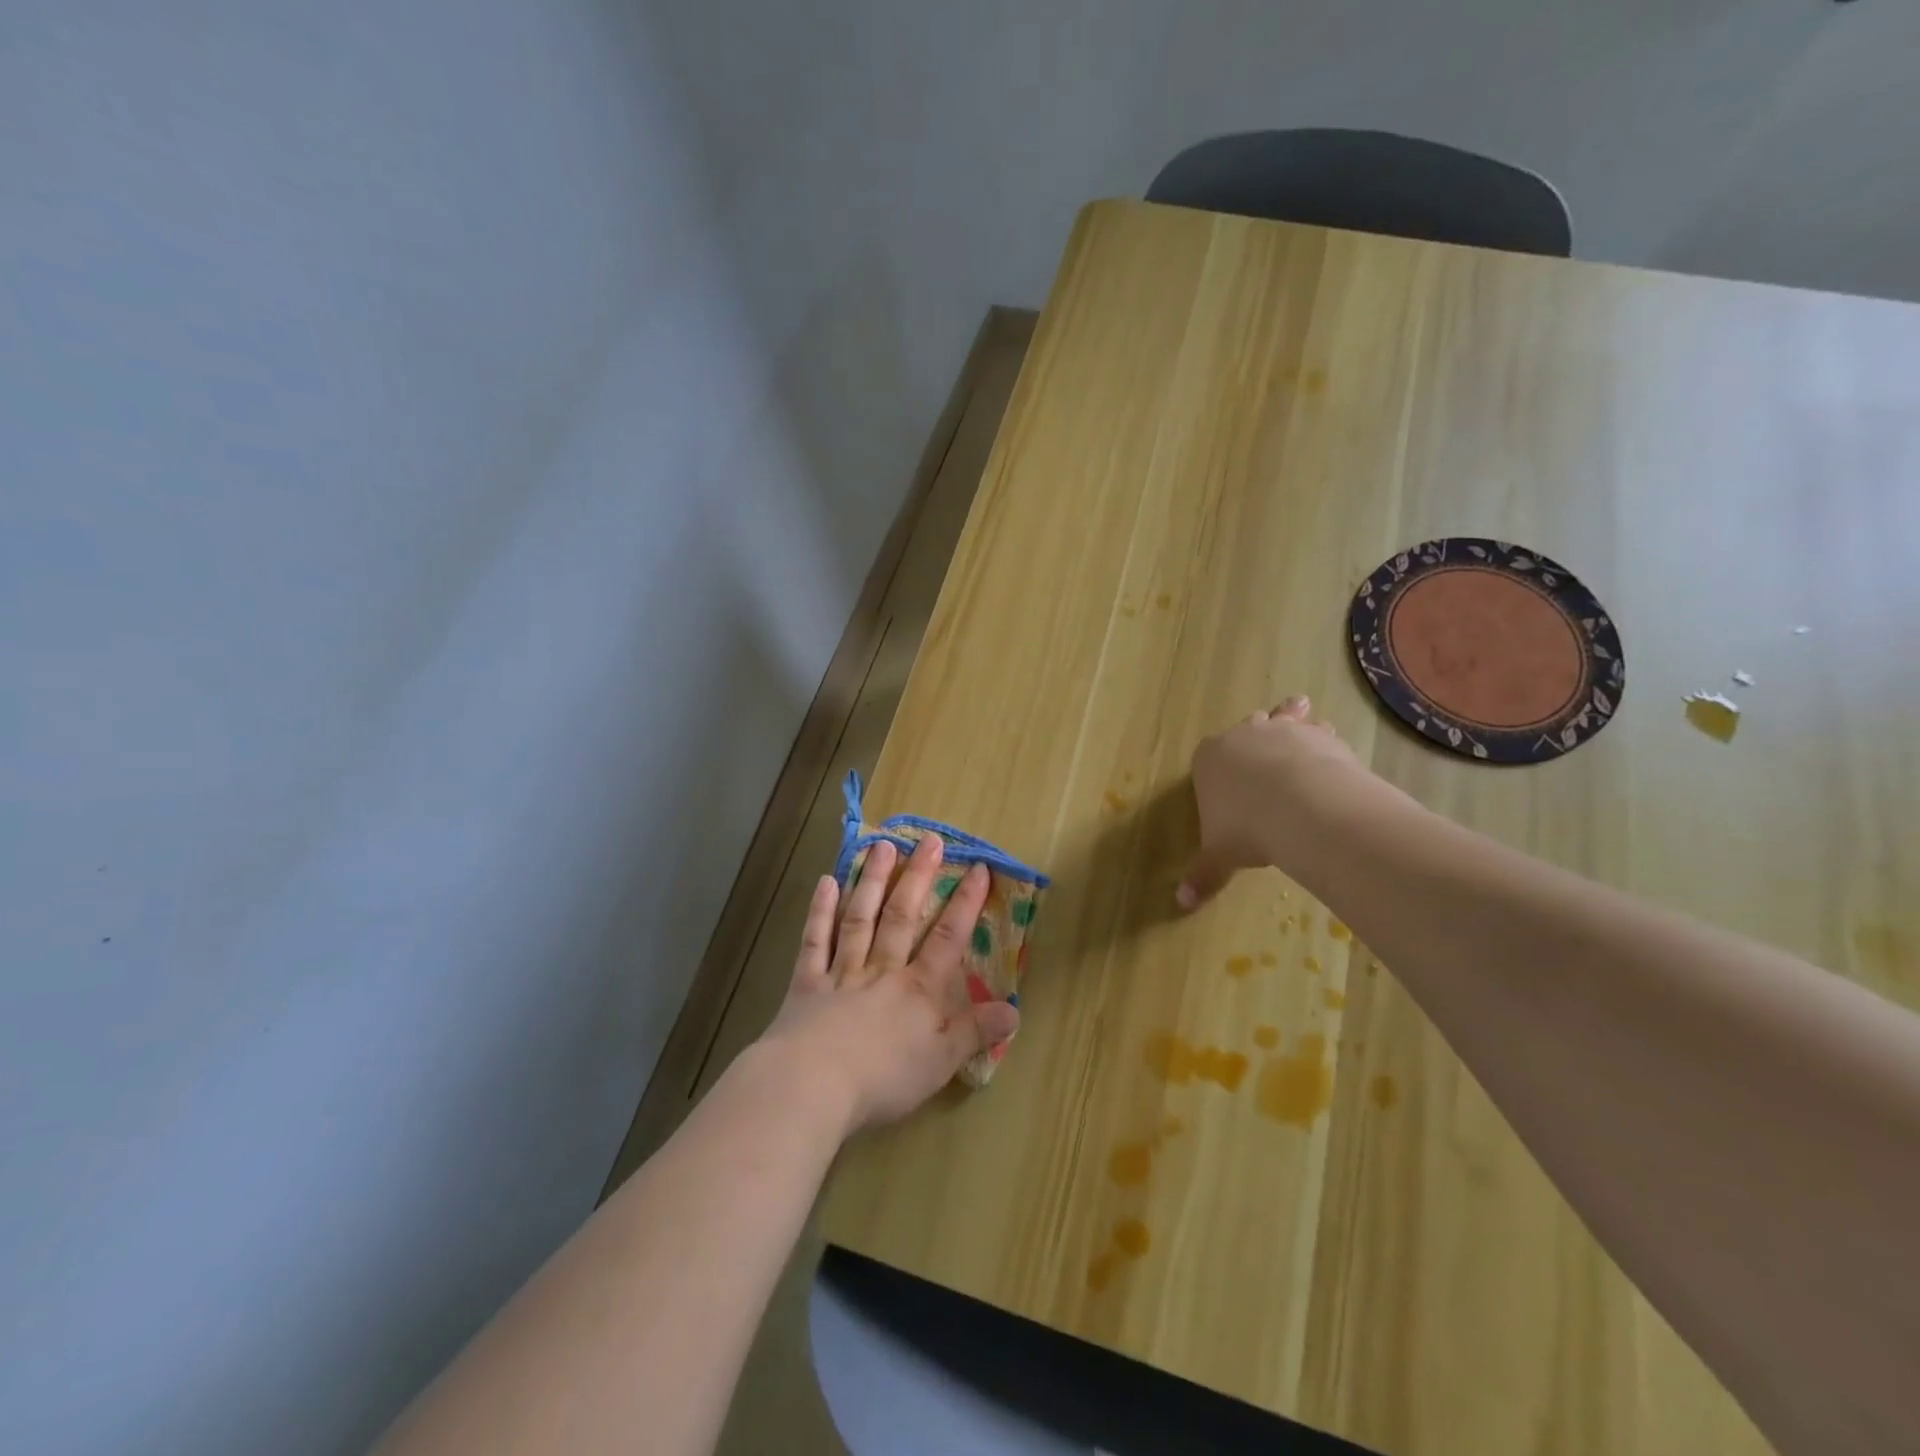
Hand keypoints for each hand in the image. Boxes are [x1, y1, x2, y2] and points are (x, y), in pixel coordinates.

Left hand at [759, 835, 1019, 1137]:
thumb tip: (1015, 1010)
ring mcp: (841, 972)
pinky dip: (820, 911)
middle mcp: (882, 970)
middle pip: (902, 916)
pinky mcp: (806, 983)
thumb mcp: (941, 1063)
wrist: (812, 1086)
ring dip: (872, 881)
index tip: (977, 867)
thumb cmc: (883, 1079)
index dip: (965, 903)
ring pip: (860, 918)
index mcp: (917, 989)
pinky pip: (815, 941)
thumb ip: (975, 1032)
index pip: (948, 938)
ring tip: (883, 846)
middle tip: (929, 840)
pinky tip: (827, 882)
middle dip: (918, 877)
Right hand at [1176, 695, 1393, 909]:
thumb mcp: (1219, 857)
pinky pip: (1319, 731)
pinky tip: (1331, 744)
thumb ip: (1203, 876)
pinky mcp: (1319, 737)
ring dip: (1291, 716)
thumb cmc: (1245, 828)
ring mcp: (1282, 732)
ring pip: (1284, 717)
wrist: (1299, 806)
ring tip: (1299, 707)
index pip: (1206, 756)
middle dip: (1254, 734)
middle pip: (1247, 728)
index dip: (1217, 768)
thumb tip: (1182, 904)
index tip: (1226, 781)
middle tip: (1263, 737)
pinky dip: (1323, 737)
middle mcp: (1243, 736)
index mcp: (1209, 759)